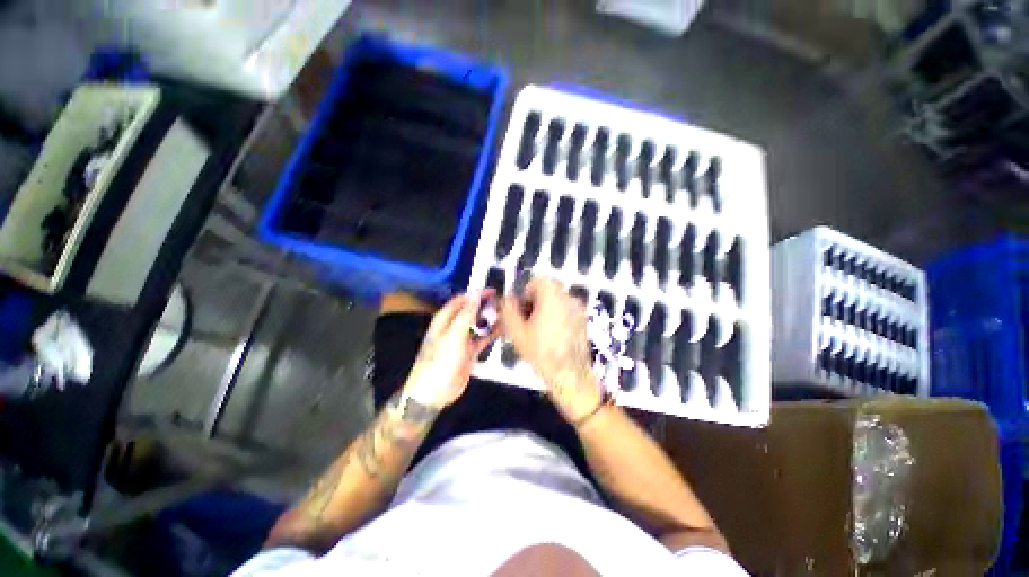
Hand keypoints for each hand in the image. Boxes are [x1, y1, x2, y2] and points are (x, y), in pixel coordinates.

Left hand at [403, 290, 496, 408]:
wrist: (434, 392)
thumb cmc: (440, 361)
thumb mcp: (453, 335)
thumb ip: (466, 314)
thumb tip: (476, 293)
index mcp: (445, 319)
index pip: (462, 299)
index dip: (476, 293)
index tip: (493, 290)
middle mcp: (453, 326)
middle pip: (471, 310)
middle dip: (485, 305)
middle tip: (503, 302)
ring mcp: (462, 339)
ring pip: (478, 324)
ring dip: (490, 319)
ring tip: (506, 314)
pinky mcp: (469, 351)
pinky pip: (483, 338)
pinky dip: (492, 334)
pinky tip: (503, 330)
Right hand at [499, 276, 602, 420]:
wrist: (570, 375)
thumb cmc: (541, 352)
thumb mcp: (516, 331)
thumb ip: (508, 309)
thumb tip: (507, 298)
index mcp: (552, 295)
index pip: (537, 280)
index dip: (525, 293)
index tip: (521, 310)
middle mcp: (569, 297)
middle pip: (547, 290)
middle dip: (534, 301)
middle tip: (526, 321)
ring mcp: (579, 308)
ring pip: (556, 300)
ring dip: (544, 308)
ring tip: (537, 330)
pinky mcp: (584, 320)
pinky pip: (566, 310)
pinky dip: (556, 315)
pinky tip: (551, 335)